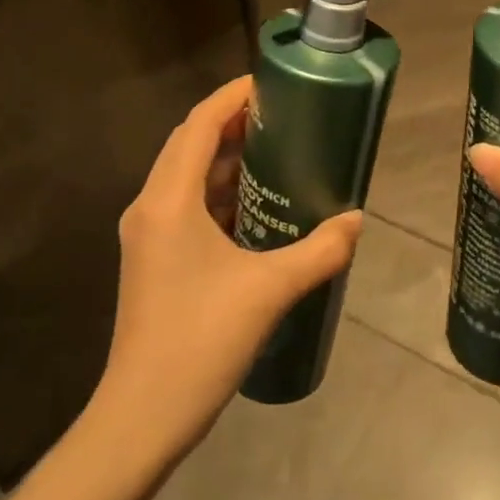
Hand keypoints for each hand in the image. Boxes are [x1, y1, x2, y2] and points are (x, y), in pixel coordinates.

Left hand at [91, 75, 362, 465]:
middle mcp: (150, 206)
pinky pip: (185, 205)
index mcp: (169, 200)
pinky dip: (218, 192)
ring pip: (185, 175)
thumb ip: (319, 250)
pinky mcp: (152, 258)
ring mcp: (147, 234)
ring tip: (275, 153)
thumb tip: (356, 220)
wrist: (142, 415)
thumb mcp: (270, 290)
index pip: (199, 124)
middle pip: (189, 143)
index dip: (232, 97)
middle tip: (282, 117)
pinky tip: (255, 206)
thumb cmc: (201, 341)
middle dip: (232, 123)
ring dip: (225, 159)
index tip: (271, 84)